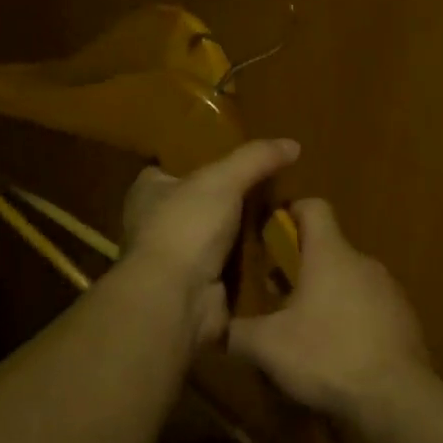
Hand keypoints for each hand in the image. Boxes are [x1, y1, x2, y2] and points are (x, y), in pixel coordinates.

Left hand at [118, 138, 299, 349]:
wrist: (178, 298)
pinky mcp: (198, 288)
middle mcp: (157, 225)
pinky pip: (231, 270)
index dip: (197, 163)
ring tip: (284, 221)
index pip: (169, 170)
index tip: (233, 161)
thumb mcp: (223, 179)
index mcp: (149, 193)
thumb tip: (293, 144)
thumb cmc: (187, 227)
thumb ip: (256, 158)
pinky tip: (280, 255)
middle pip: (199, 205)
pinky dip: (251, 266)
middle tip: (272, 192)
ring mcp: (177, 260)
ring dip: (245, 236)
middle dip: (231, 202)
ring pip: (217, 239)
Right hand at [227, 198, 430, 422]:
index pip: (313, 207)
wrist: (396, 397)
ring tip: (304, 330)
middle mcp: (363, 262)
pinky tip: (337, 352)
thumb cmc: (326, 356)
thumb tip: (214, 328)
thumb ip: (236, 332)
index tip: (271, 236)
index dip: (290, 212)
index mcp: (330, 254)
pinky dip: (350, 319)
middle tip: (275, 296)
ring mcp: (389, 290)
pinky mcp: (404, 318)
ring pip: (349, 280)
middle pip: (328, 249)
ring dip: (325, 295)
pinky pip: (369, 307)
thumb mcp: (267, 347)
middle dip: (300, 267)